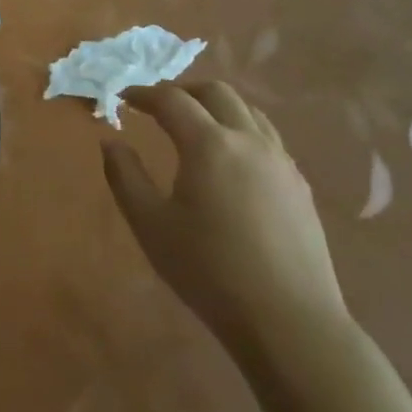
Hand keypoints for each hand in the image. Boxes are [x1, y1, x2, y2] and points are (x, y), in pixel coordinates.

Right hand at [102, 81, 348, 357]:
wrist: (289, 321)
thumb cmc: (209, 270)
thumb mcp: (150, 225)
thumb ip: (124, 176)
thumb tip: (110, 142)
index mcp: (209, 144)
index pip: (172, 100)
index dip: (144, 94)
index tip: (124, 98)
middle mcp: (249, 141)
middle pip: (216, 93)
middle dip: (183, 91)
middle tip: (158, 106)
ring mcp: (281, 162)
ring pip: (248, 111)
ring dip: (216, 107)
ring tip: (195, 125)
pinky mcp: (300, 186)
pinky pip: (268, 138)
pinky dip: (241, 130)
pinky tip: (231, 161)